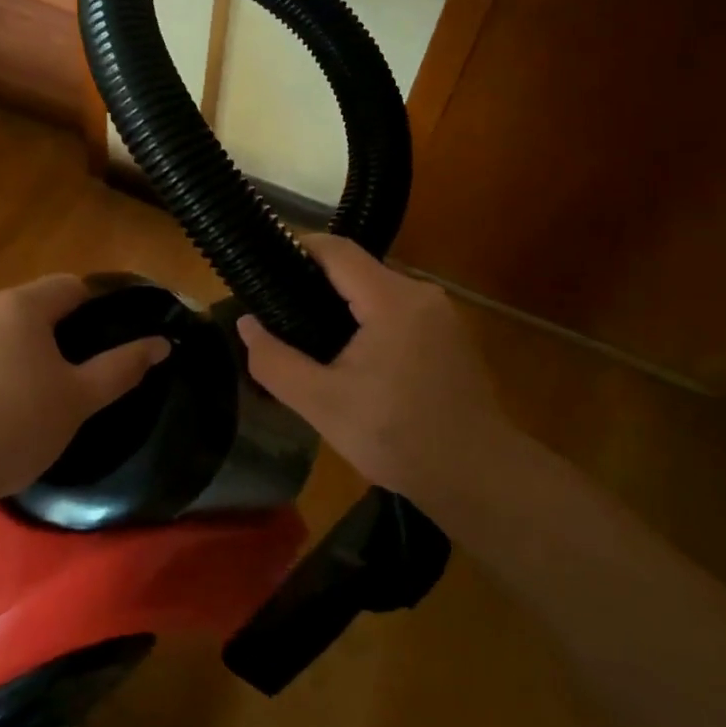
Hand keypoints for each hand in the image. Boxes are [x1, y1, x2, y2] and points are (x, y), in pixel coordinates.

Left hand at [0, 274, 169, 511]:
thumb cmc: (11, 430)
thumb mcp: (76, 403)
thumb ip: (121, 367)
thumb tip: (161, 343)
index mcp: (20, 307)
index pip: (68, 287)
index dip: (88, 310)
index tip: (93, 344)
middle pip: (25, 307)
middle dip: (43, 334)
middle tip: (52, 380)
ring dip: (3, 348)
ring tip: (8, 396)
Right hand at [236, 235, 500, 497]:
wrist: (480, 478)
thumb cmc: (399, 438)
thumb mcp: (323, 405)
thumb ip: (275, 361)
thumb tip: (246, 323)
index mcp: (392, 299)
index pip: (336, 250)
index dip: (297, 248)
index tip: (263, 266)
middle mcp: (421, 294)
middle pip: (357, 270)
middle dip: (314, 283)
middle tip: (277, 310)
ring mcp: (441, 315)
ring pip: (377, 291)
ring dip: (342, 305)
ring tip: (305, 335)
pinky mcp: (450, 336)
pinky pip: (397, 311)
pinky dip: (368, 321)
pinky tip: (350, 356)